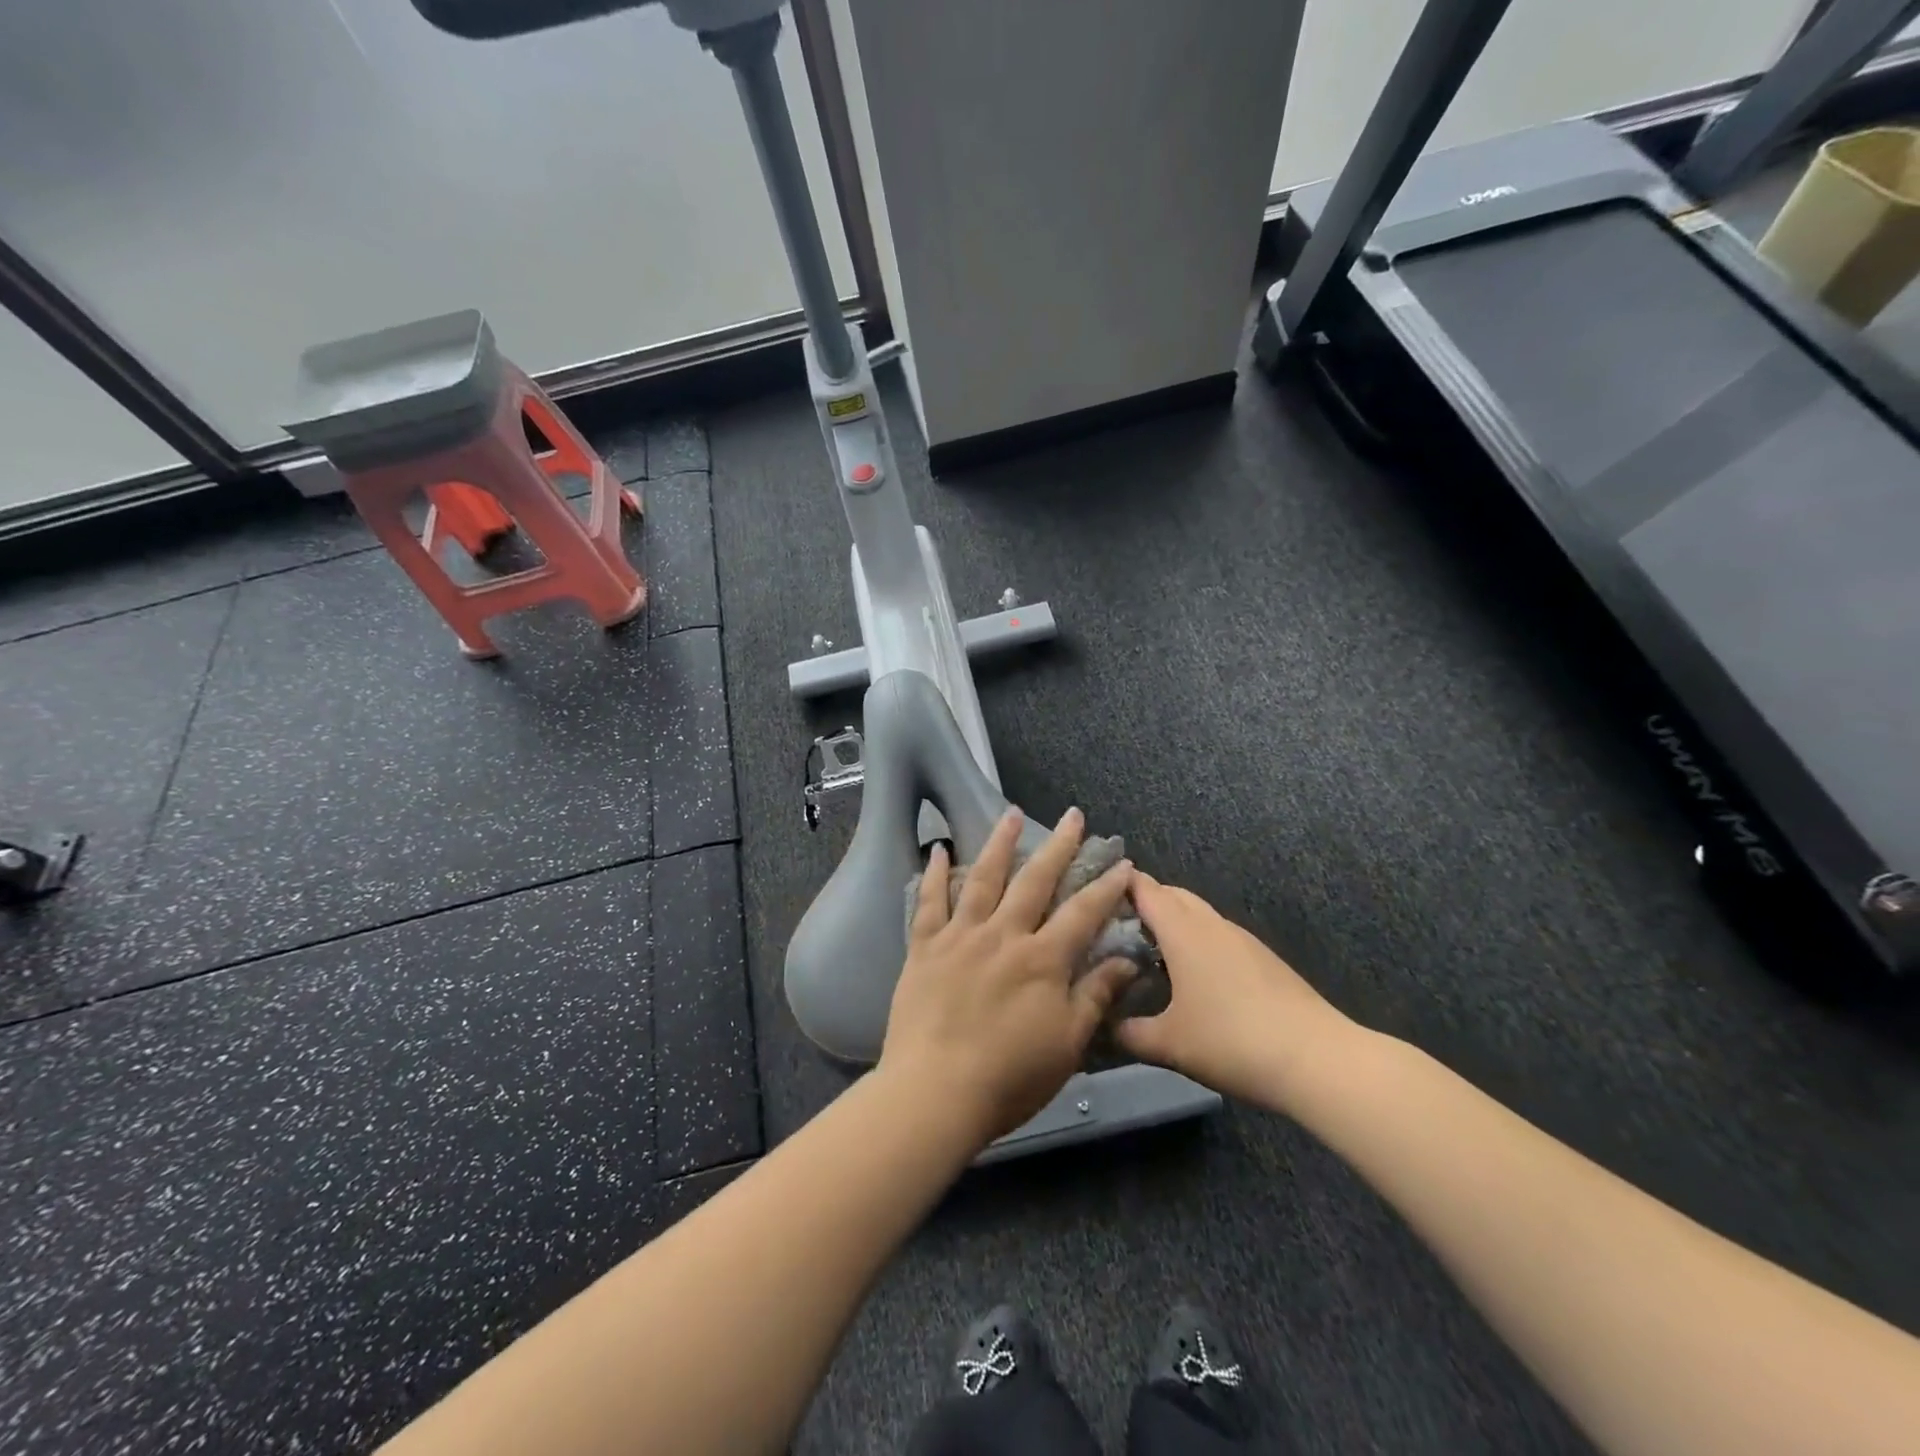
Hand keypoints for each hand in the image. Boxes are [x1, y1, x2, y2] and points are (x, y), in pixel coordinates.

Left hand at [878, 807, 1136, 1145]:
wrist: (935, 1092)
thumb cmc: (1009, 1078)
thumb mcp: (1067, 1043)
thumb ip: (1095, 996)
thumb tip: (1128, 960)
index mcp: (1042, 960)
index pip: (1083, 913)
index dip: (1106, 886)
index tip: (1123, 863)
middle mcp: (1003, 935)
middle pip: (1035, 880)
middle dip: (1058, 845)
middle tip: (1073, 815)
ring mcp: (961, 936)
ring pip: (983, 878)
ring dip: (999, 842)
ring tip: (1010, 813)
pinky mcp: (925, 947)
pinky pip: (929, 902)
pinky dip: (935, 874)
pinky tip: (938, 849)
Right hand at [1116, 873, 1357, 1111]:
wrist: (1317, 1059)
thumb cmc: (1232, 1041)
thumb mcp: (1169, 1044)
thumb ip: (1129, 1033)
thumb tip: (1102, 1025)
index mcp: (1183, 931)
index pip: (1145, 889)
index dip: (1118, 884)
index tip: (1093, 890)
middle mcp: (1211, 924)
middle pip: (1173, 894)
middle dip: (1144, 900)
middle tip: (1115, 925)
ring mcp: (1241, 939)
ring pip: (1198, 914)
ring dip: (1173, 922)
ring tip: (1148, 950)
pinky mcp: (1262, 958)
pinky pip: (1217, 934)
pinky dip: (1196, 940)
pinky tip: (1192, 976)